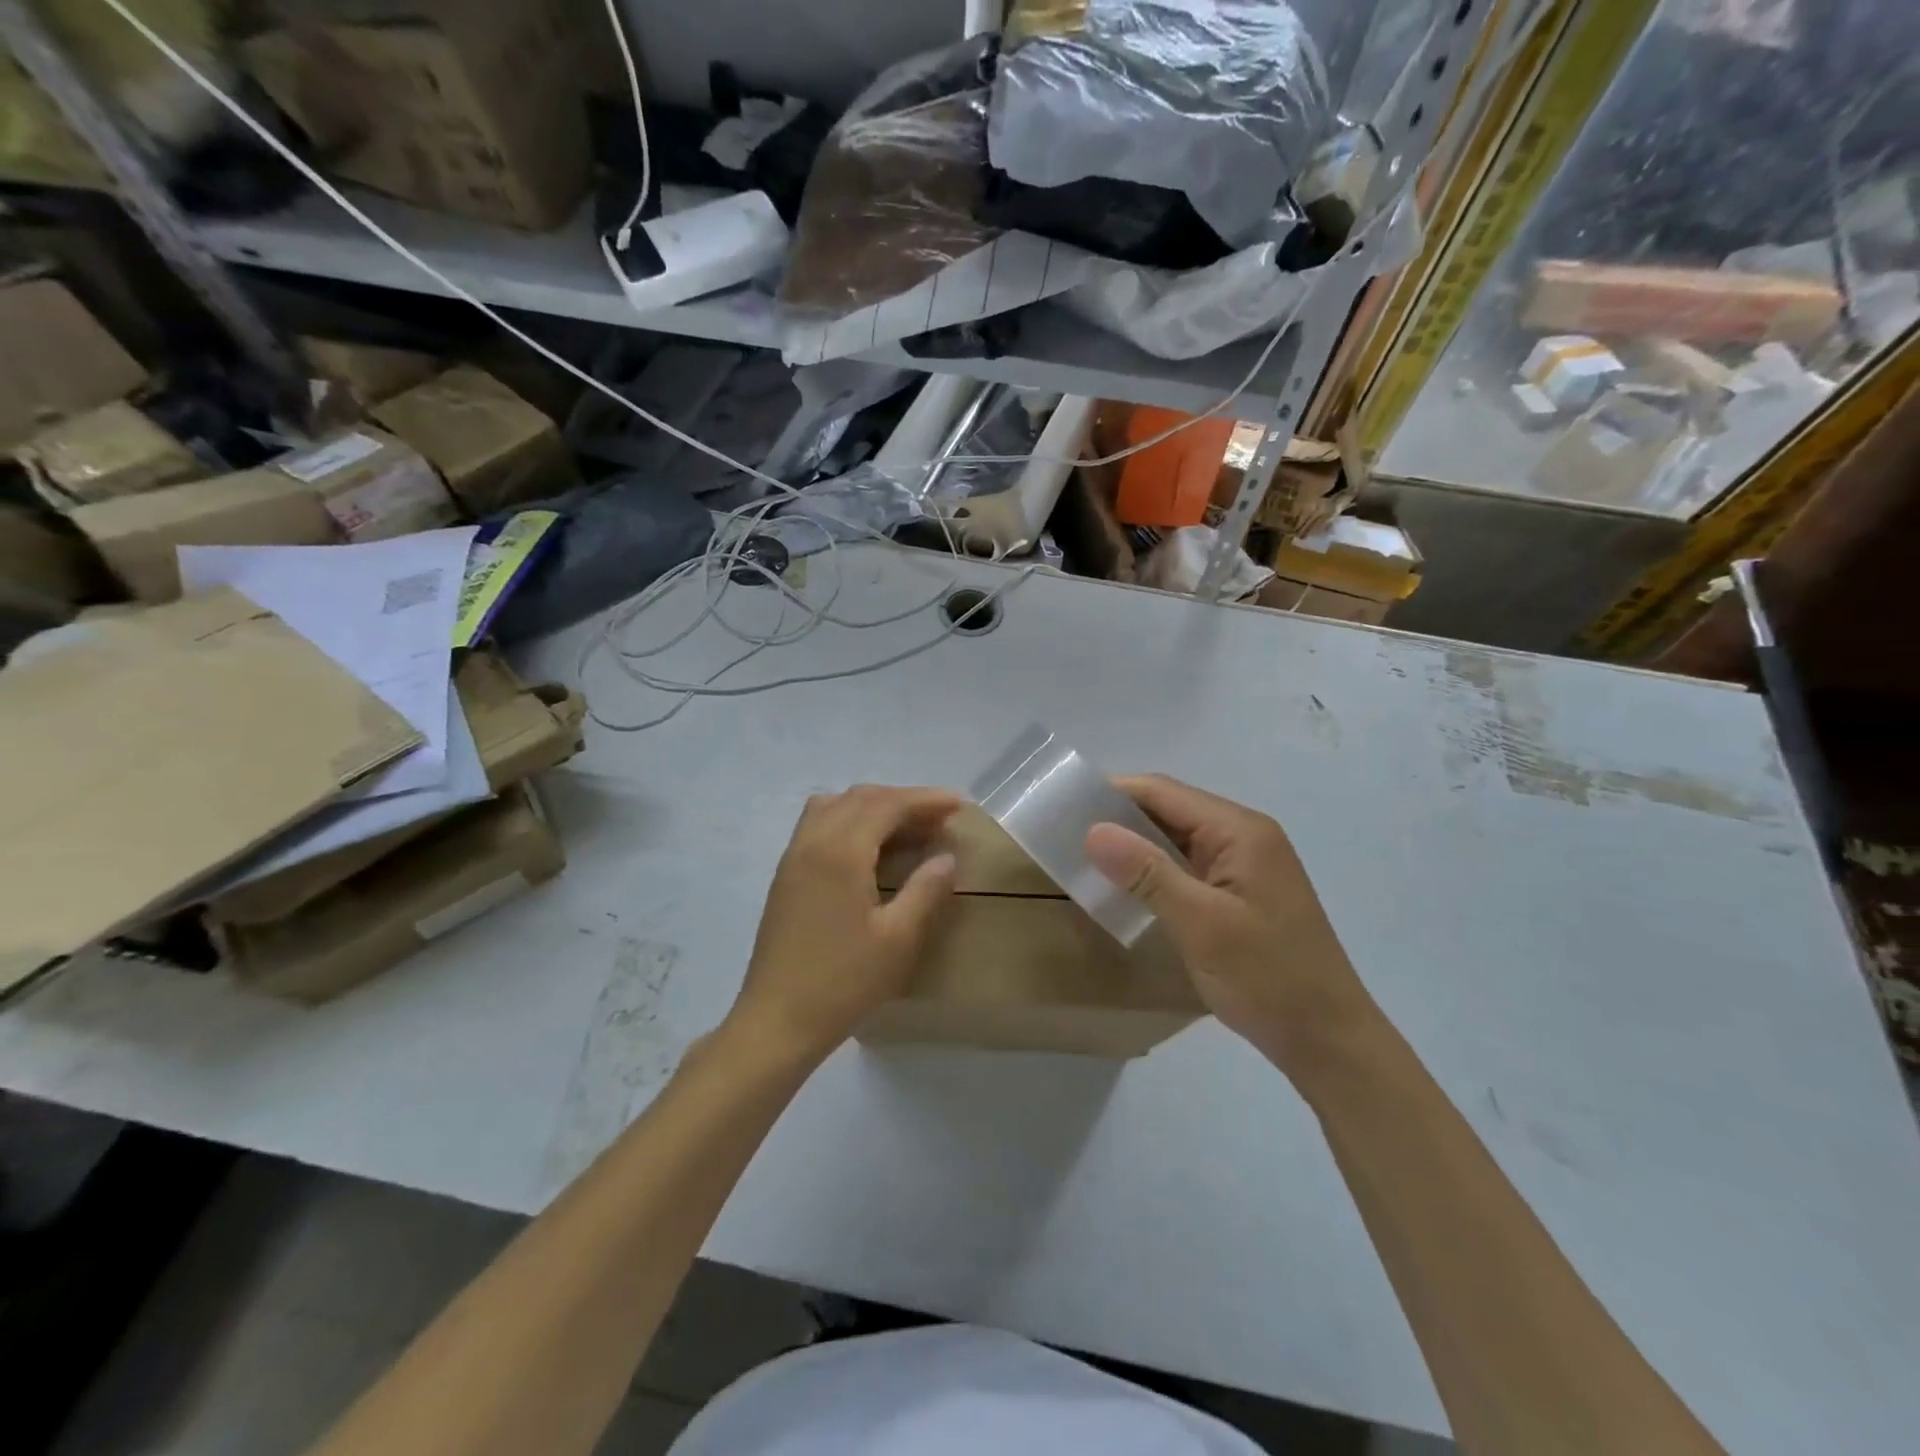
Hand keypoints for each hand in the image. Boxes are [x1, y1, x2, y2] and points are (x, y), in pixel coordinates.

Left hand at [729, 785, 959, 1063]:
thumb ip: (926, 890)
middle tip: (938, 818)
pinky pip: (818, 825)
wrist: (777, 1020)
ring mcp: (793, 857)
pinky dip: (849, 820)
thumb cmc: (843, 982)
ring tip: (904, 829)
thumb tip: (946, 857)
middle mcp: (813, 841)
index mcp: (841, 851)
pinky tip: (869, 850)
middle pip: (860, 798)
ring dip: (872, 806)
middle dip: (902, 800)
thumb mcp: (898, 939)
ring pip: (834, 806)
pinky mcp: (785, 876)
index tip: (958, 804)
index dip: (925, 799)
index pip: (887, 805)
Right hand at [1084, 775, 1374, 1069]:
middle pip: (1170, 810)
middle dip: (1120, 818)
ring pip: (1176, 838)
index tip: (1065, 807)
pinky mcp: (1240, 892)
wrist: (1327, 1040)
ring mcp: (1244, 865)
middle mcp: (1244, 836)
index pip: (1164, 792)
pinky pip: (1187, 865)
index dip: (1113, 793)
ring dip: (1135, 845)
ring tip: (1085, 859)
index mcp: (1240, 831)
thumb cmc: (1267, 978)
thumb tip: (1093, 830)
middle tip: (1066, 835)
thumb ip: (1148, 873)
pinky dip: (1154, 870)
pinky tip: (1126, 887)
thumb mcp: (1202, 924)